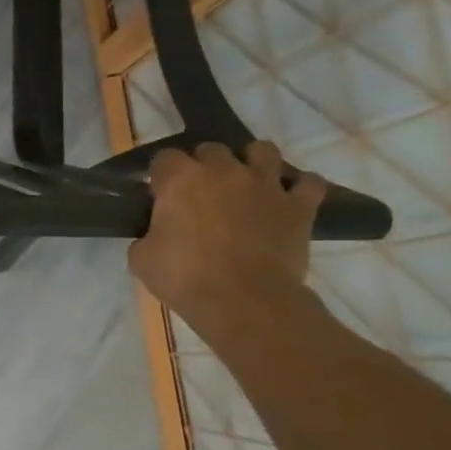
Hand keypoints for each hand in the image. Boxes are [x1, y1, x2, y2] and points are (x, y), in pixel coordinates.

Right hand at [129, 142, 326, 344]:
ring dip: (252, 162)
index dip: (160, 175)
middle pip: (212, 149)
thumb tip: (156, 234)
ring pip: (262, 150)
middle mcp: (223, 171)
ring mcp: (265, 185)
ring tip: (245, 184)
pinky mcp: (299, 206)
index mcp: (180, 180)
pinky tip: (287, 199)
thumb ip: (148, 234)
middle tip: (199, 193)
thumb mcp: (142, 258)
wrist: (243, 300)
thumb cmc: (184, 277)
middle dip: (203, 165)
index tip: (159, 194)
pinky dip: (298, 187)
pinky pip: (308, 183)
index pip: (164, 157)